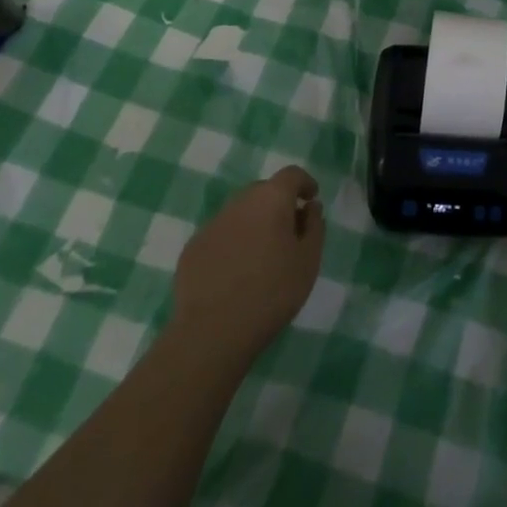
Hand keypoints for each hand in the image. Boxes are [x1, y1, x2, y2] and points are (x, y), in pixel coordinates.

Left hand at [171, 166, 324, 365]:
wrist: (212, 332)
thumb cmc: (271, 293)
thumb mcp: (308, 261)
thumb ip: (314, 227)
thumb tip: (310, 208)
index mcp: (271, 199)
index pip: (291, 175)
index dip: (304, 183)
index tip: (311, 200)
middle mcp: (239, 202)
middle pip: (263, 191)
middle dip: (278, 204)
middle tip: (289, 232)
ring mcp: (212, 224)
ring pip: (240, 213)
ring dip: (254, 224)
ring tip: (262, 256)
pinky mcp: (192, 248)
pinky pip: (220, 235)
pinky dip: (232, 244)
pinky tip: (235, 273)